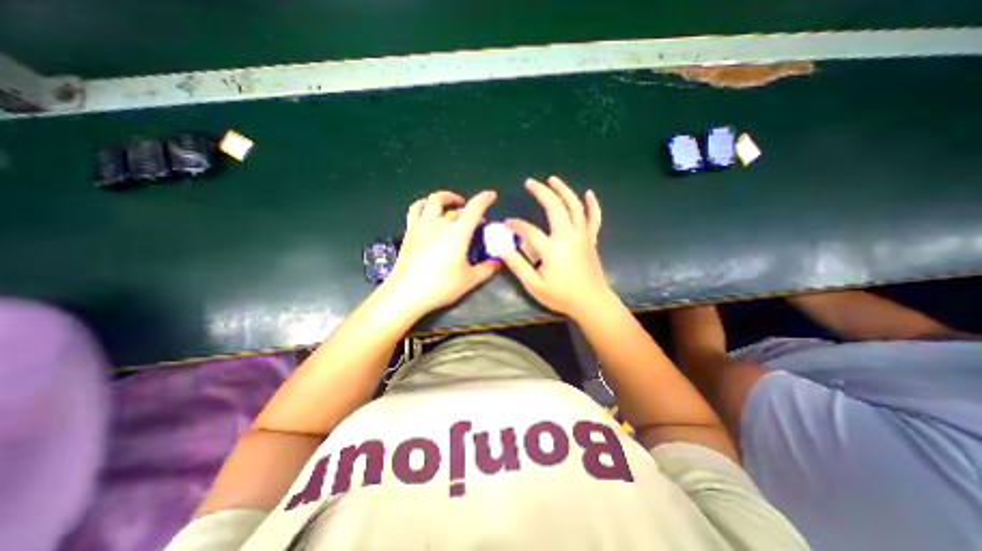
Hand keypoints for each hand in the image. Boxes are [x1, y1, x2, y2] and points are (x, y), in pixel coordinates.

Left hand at [384, 192, 501, 316]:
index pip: (474, 209)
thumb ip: (487, 269)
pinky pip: (416, 209)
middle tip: (476, 220)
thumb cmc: (441, 286)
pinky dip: (425, 205)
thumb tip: (498, 262)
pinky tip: (429, 212)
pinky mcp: (410, 231)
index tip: (492, 195)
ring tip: (452, 204)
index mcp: (458, 233)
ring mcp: (422, 225)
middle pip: (456, 209)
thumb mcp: (470, 280)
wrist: (407, 293)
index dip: (484, 199)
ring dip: (446, 198)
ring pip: (433, 201)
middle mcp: (440, 223)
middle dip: (469, 210)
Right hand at [499, 175, 610, 315]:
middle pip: (555, 207)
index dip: (516, 225)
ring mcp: (582, 236)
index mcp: (552, 249)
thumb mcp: (534, 285)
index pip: (529, 230)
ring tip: (553, 179)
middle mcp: (568, 236)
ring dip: (564, 190)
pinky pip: (594, 218)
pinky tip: (589, 193)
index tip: (506, 223)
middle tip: (530, 182)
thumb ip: (517, 265)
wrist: (592, 303)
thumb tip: (502, 248)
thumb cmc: (562, 296)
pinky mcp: (591, 239)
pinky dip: (592, 204)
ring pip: (575, 206)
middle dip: (541, 192)